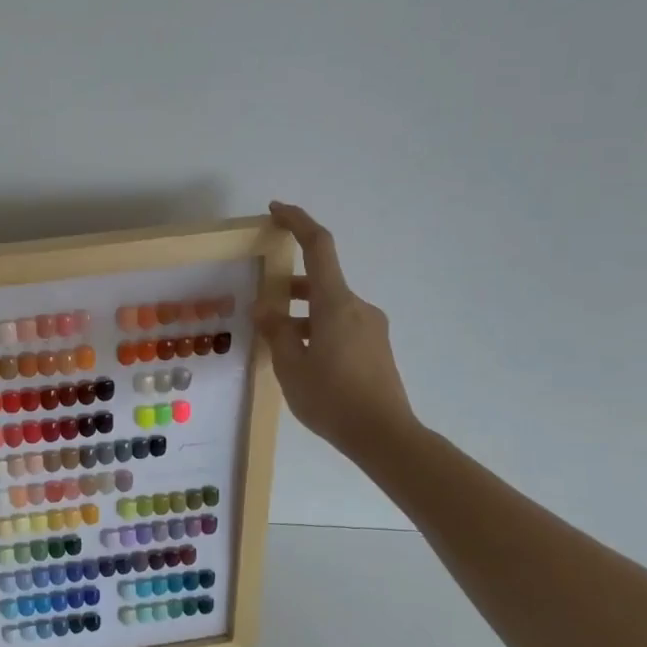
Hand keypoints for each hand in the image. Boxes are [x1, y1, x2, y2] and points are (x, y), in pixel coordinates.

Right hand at [257, 201, 417, 458]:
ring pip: (328, 307)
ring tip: (276, 342)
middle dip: (289, 287)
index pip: (318, 247)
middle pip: (320, 281)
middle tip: (261, 305)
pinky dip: (316, 329)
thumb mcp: (290, 366)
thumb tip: (266, 308)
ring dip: (301, 313)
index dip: (297, 222)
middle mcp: (357, 307)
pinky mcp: (376, 347)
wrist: (385, 436)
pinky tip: (301, 359)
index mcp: (335, 304)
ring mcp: (371, 327)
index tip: (276, 210)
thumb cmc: (332, 398)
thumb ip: (277, 331)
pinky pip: (340, 325)